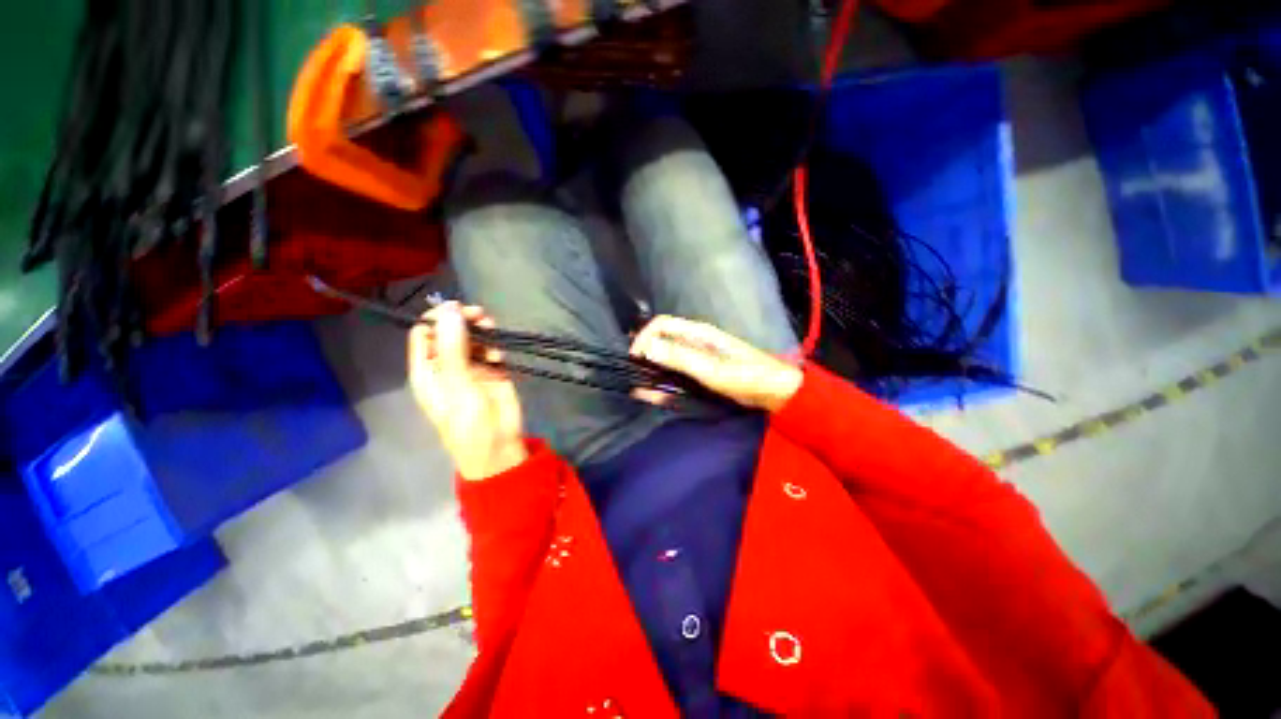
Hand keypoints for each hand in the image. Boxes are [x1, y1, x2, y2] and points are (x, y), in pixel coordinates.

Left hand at [408, 302, 526, 480]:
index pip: (424, 334)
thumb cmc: (467, 421)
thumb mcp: (457, 383)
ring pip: (474, 339)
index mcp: (427, 369)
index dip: (437, 318)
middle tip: (480, 315)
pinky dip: (496, 347)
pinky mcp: (493, 371)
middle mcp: (447, 365)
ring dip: (482, 331)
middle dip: (463, 321)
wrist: (498, 445)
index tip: (456, 309)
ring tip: (492, 328)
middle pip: (451, 332)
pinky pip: (492, 351)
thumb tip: (451, 309)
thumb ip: (454, 346)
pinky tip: (500, 355)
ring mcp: (471, 368)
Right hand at [630, 315, 803, 412]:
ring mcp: (699, 357)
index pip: (661, 325)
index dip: (644, 338)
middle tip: (632, 374)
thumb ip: (680, 357)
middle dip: (644, 354)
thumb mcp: (711, 369)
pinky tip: (656, 393)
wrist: (774, 391)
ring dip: (652, 370)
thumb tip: (648, 347)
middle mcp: (695, 341)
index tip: (634, 359)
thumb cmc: (745, 376)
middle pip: (662, 340)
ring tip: (639, 386)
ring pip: (668, 358)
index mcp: (697, 333)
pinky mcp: (703, 371)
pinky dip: (665, 381)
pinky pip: (678, 372)